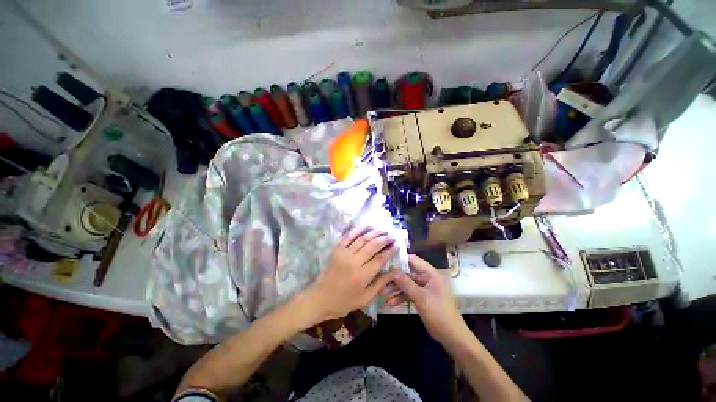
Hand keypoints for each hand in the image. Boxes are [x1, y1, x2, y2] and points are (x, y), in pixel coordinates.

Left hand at [305, 227, 397, 322]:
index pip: (380, 258)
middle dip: (384, 239)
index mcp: (362, 275)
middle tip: (392, 236)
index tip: (397, 244)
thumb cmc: (345, 301)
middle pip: (372, 245)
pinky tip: (366, 226)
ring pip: (362, 239)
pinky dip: (358, 229)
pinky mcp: (337, 249)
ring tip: (383, 230)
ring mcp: (344, 253)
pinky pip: (348, 236)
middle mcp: (354, 261)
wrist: (321, 298)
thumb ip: (381, 283)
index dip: (390, 250)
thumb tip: (395, 271)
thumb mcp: (366, 298)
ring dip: (374, 232)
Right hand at [389, 255, 467, 344]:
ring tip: (382, 292)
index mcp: (430, 273)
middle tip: (380, 279)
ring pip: (406, 283)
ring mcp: (423, 288)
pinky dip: (400, 297)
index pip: (413, 260)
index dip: (400, 259)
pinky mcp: (421, 297)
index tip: (386, 261)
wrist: (451, 336)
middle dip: (394, 277)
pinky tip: (390, 303)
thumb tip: (393, 271)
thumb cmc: (439, 314)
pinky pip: (408, 293)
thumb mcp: (421, 298)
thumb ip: (407, 284)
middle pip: (407, 272)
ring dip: (395, 288)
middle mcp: (426, 278)